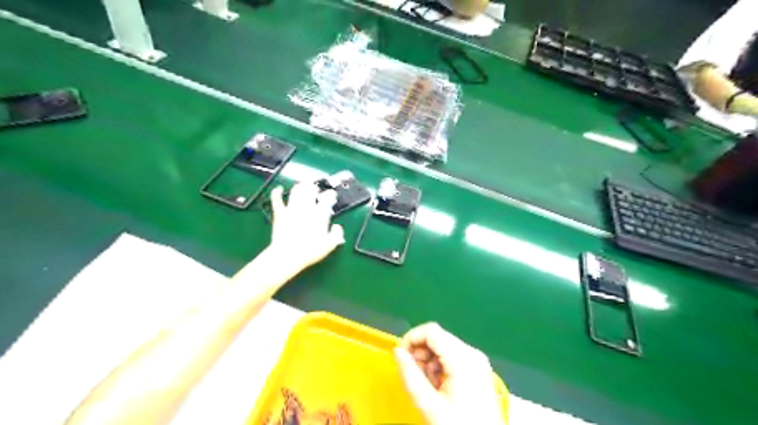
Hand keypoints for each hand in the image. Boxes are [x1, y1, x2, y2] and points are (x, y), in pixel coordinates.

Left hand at [267, 183, 345, 268]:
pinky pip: (277, 199)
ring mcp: (291, 209)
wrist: (287, 256)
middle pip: (310, 190)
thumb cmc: (310, 252)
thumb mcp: (329, 246)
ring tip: (303, 187)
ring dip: (300, 187)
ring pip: (296, 191)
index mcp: (319, 215)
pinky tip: (278, 189)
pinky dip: (277, 192)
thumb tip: (338, 226)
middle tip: (316, 191)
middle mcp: (306, 208)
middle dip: (314, 187)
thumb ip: (337, 234)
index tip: (332, 196)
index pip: (327, 198)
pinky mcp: (279, 213)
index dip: (331, 195)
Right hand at [394, 321, 505, 424]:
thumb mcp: (428, 405)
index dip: (411, 338)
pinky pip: (452, 356)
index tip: (401, 357)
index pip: (431, 331)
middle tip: (414, 375)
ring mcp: (477, 360)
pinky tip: (438, 385)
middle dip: (420, 352)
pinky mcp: (478, 368)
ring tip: (427, 384)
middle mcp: (472, 353)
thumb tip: (397, 351)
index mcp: (463, 358)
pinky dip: (439, 366)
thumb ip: (410, 375)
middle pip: (438, 337)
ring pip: (443, 346)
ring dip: (428, 360)